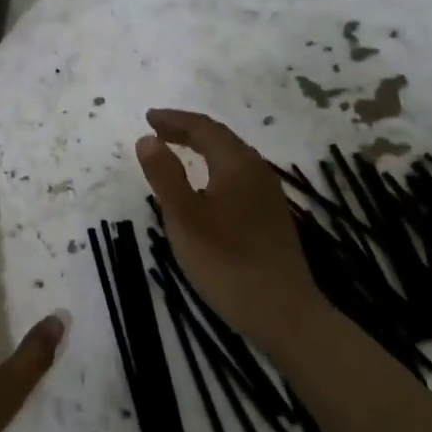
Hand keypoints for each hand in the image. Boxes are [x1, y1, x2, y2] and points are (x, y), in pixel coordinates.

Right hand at [134, 109, 323, 354]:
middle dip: (188, 130)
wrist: (283, 313)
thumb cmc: (226, 261)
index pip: (203, 128)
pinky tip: (206, 187)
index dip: (174, 120)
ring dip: (202, 148)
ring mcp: (268, 195)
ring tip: (177, 151)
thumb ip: (164, 174)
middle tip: (158, 130)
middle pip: (221, 138)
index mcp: (237, 164)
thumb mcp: (184, 217)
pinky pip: (238, 176)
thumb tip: (147, 139)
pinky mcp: (271, 217)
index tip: (148, 118)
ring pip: (232, 157)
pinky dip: (214, 167)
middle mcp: (257, 171)